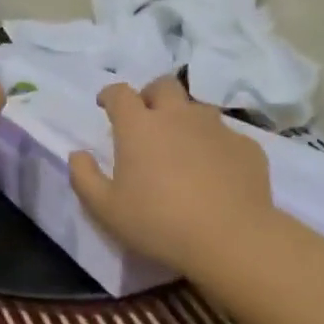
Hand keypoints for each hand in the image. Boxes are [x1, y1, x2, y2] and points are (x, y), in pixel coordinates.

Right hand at [69, 76, 274, 275]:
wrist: (231, 238)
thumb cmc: (158, 222)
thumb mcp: (106, 209)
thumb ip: (84, 177)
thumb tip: (78, 155)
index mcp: (139, 126)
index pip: (120, 93)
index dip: (110, 95)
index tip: (106, 105)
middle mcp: (178, 116)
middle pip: (163, 86)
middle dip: (150, 95)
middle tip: (146, 119)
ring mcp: (216, 128)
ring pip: (197, 109)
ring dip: (184, 119)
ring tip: (181, 147)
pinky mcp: (246, 146)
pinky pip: (226, 137)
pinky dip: (214, 146)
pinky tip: (214, 172)